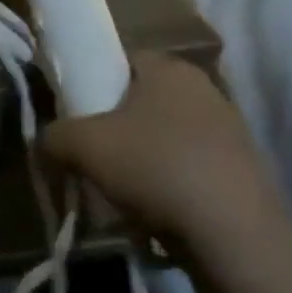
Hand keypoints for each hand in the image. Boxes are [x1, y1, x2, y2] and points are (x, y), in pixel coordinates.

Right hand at [43, 51, 280, 248]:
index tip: (72, 110)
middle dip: (113, 123)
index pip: (121, 58)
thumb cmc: (153, 167)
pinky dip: (165, 181)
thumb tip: (49, 140)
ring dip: (139, 156)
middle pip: (141, 99)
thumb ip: (54, 134)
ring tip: (116, 186)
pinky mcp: (242, 170)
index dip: (91, 80)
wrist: (233, 234)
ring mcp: (230, 131)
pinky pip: (187, 166)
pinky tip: (151, 207)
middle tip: (88, 150)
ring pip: (164, 135)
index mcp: (169, 68)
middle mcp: (204, 89)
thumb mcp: (80, 145)